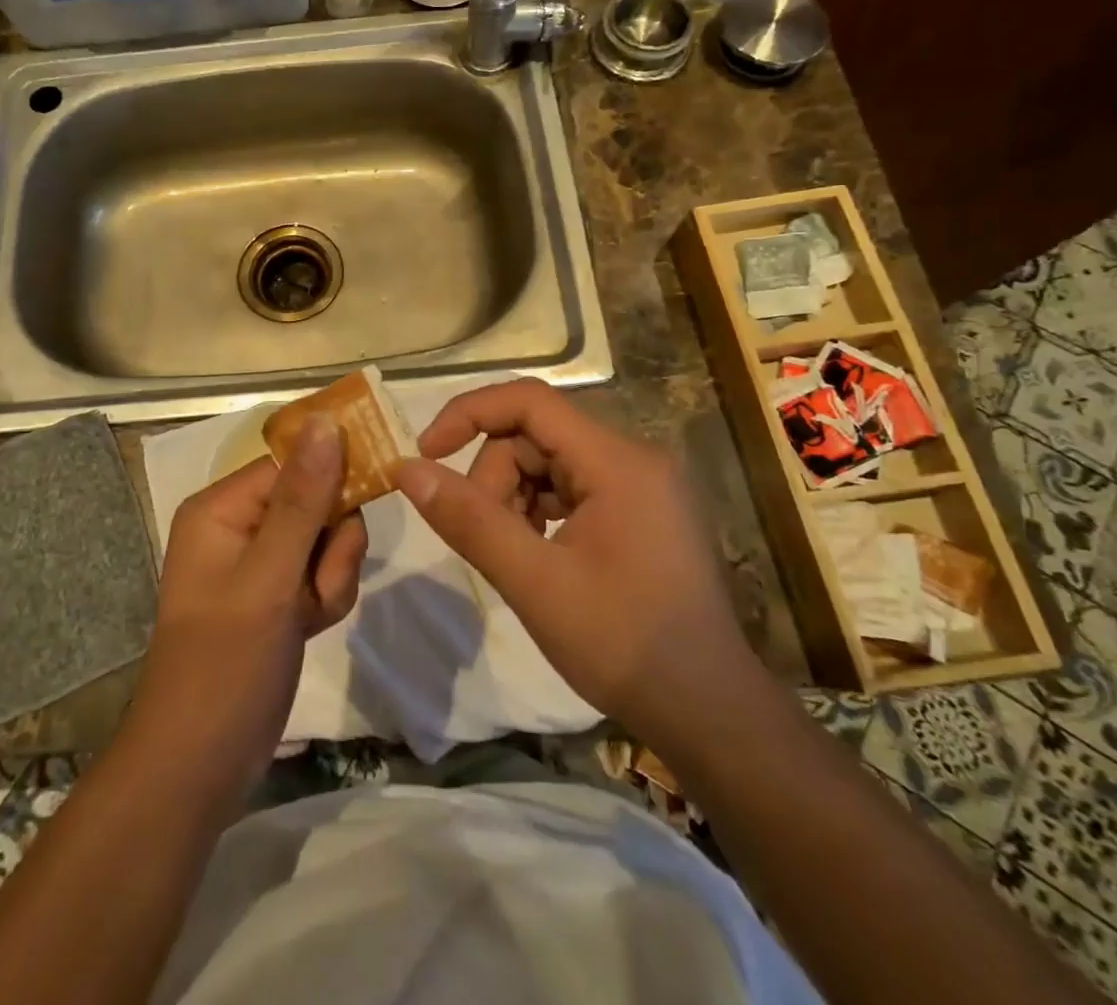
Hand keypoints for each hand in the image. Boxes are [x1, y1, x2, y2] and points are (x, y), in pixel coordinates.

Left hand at [127, 415, 367, 812]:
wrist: (200, 768)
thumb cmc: (225, 664)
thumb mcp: (268, 577)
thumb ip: (303, 499)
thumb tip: (326, 421)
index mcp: (223, 508)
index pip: (294, 463)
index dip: (333, 477)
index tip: (371, 496)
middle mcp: (240, 525)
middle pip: (317, 499)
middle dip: (333, 543)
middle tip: (319, 582)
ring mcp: (261, 563)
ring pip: (328, 539)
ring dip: (333, 576)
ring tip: (309, 614)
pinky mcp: (279, 595)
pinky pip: (323, 573)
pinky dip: (327, 597)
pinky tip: (309, 627)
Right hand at [395, 379, 752, 728]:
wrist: (711, 715)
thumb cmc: (624, 646)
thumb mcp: (535, 583)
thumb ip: (469, 520)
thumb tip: (406, 469)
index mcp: (617, 461)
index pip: (529, 401)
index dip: (469, 414)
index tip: (427, 453)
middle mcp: (634, 458)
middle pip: (536, 436)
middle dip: (494, 477)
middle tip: (485, 537)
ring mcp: (641, 485)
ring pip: (550, 462)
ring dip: (514, 498)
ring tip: (513, 554)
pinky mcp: (641, 510)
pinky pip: (572, 487)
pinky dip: (540, 511)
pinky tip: (537, 555)